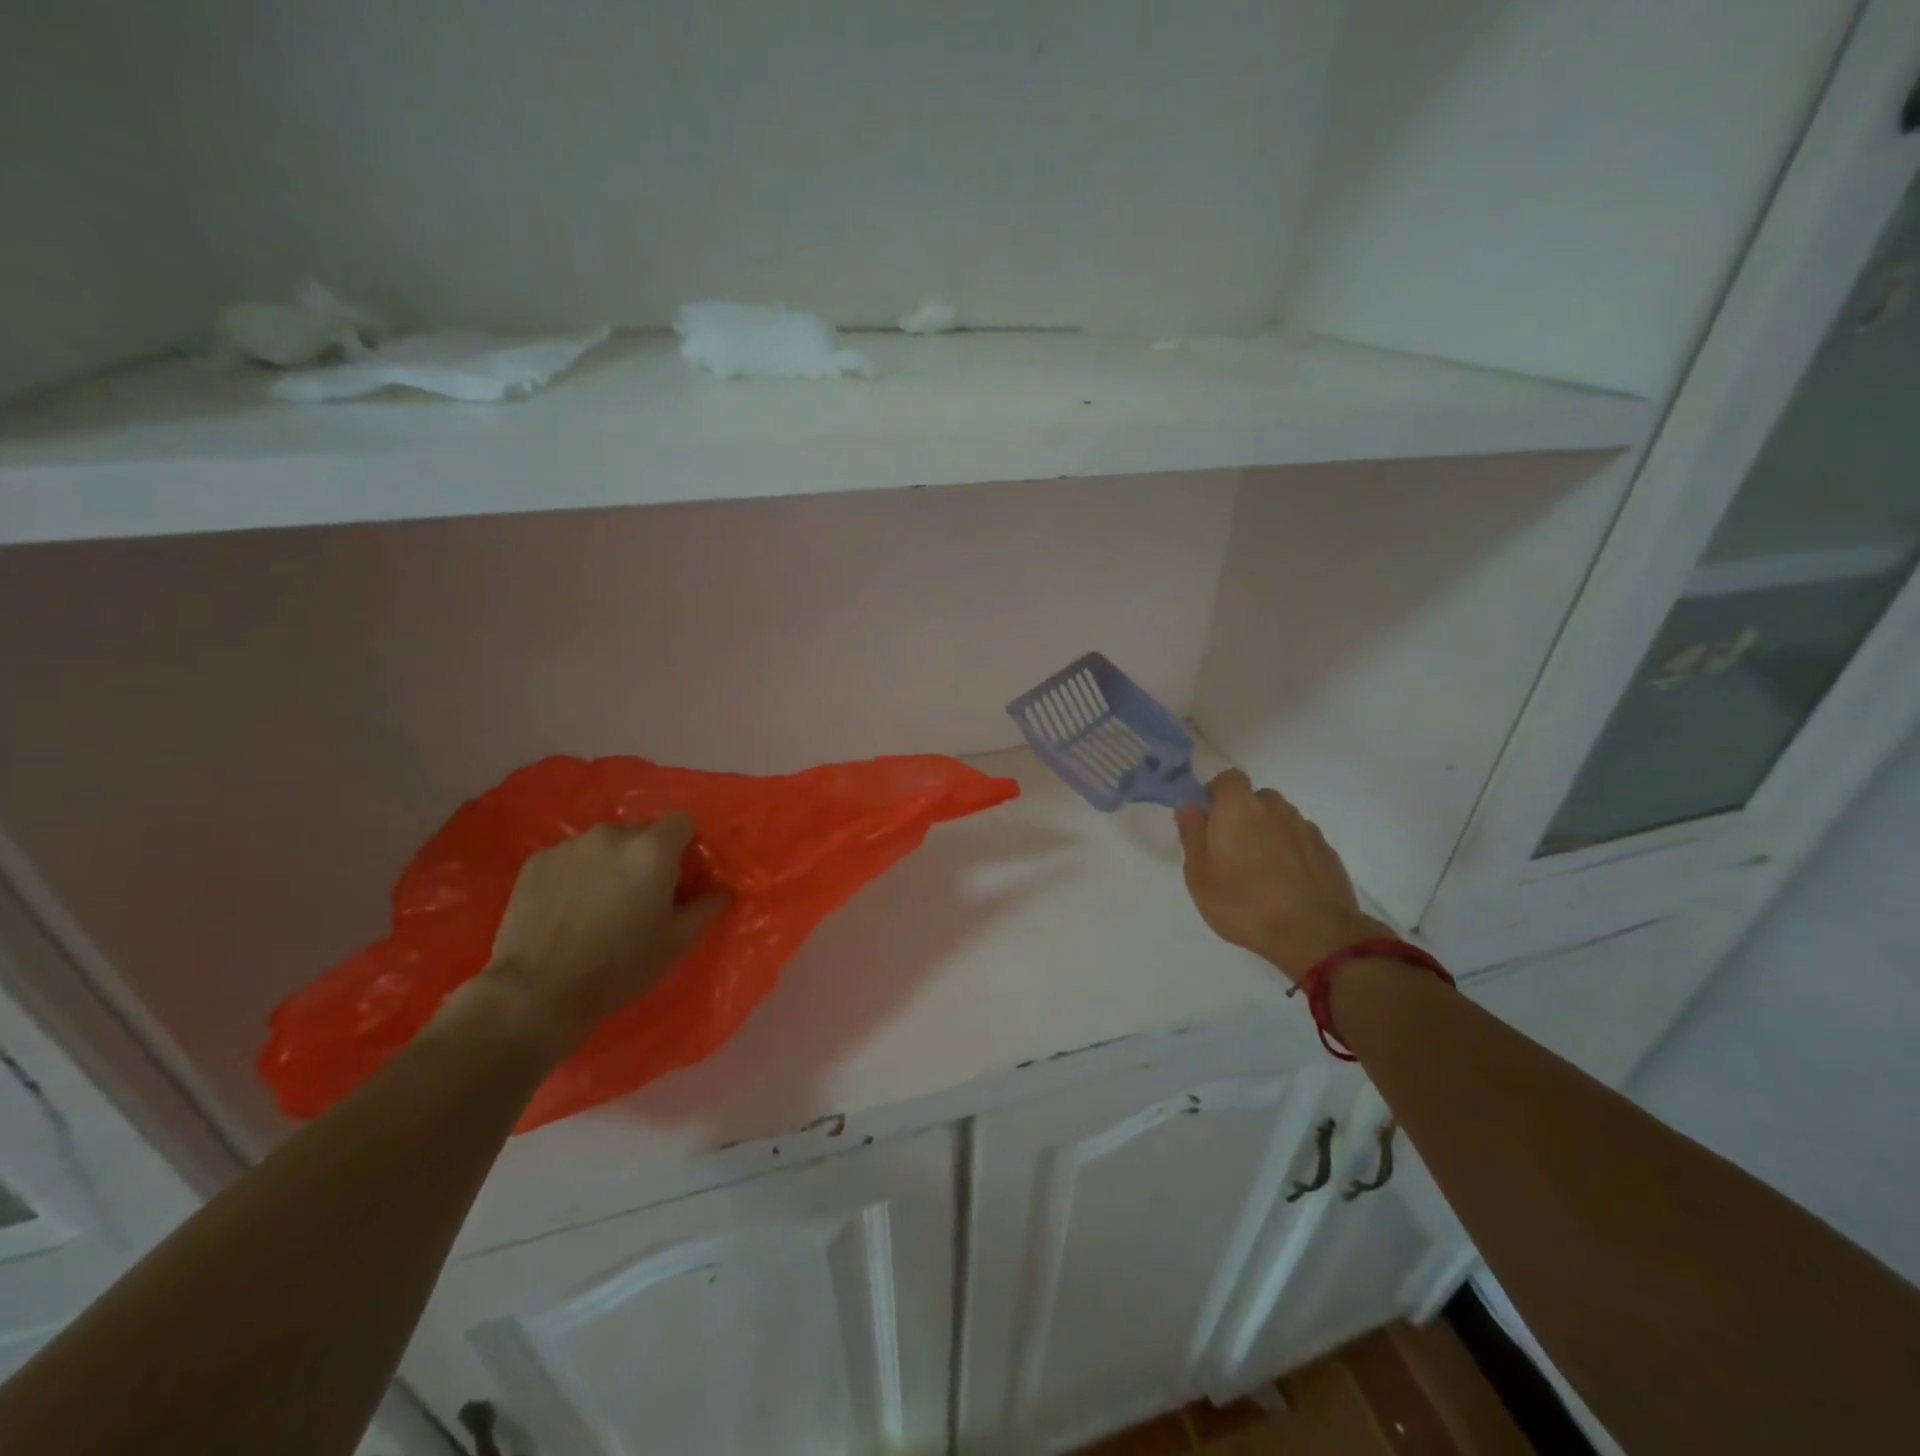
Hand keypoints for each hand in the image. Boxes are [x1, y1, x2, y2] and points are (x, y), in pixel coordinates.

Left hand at [469, 816, 729, 1055]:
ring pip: (604, 845)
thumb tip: (724, 891)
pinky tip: (569, 908)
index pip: (681, 821)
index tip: (681, 875)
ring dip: (610, 864)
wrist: (538, 992)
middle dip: (645, 857)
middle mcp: (612, 835)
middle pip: (641, 833)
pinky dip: (577, 873)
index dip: (686, 844)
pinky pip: (570, 857)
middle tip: (640, 896)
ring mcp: (570, 845)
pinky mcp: (536, 861)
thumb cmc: (621, 965)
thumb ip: (707, 907)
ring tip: (600, 904)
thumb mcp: (678, 942)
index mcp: (652, 849)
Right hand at [1175, 770, 1390, 982]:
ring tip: (1261, 868)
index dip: (1216, 793)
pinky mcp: (1327, 850)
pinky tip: (1286, 880)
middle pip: (1256, 798)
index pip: (1228, 778)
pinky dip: (1291, 850)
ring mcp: (1305, 828)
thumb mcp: (1199, 875)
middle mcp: (1274, 808)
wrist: (1315, 934)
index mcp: (1238, 808)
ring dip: (1268, 832)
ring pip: (1280, 818)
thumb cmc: (1244, 903)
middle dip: (1243, 814)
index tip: (1209, 819)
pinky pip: (1300, 839)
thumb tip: (1190, 808)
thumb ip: (1192, 835)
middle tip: (1232, 849)